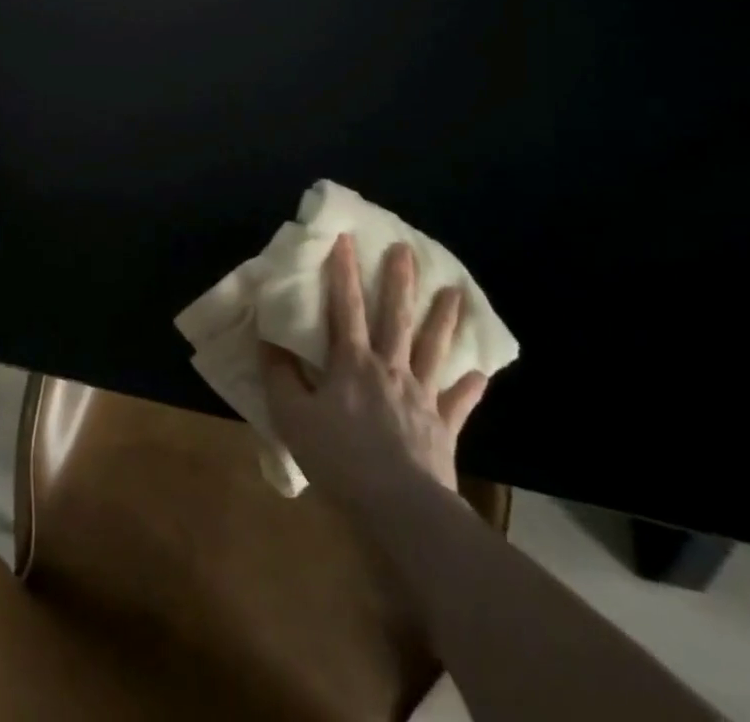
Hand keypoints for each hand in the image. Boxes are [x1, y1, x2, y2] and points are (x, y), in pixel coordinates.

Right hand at [261, 238, 487, 499]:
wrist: (401, 509)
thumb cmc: (341, 459)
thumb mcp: (293, 417)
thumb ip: (280, 377)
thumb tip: (269, 342)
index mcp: (351, 363)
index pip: (345, 307)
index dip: (343, 271)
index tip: (345, 238)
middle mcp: (389, 369)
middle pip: (396, 318)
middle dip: (400, 282)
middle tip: (406, 250)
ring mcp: (421, 397)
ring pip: (433, 350)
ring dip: (443, 320)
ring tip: (455, 293)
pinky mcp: (443, 428)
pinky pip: (457, 403)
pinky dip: (469, 388)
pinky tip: (480, 374)